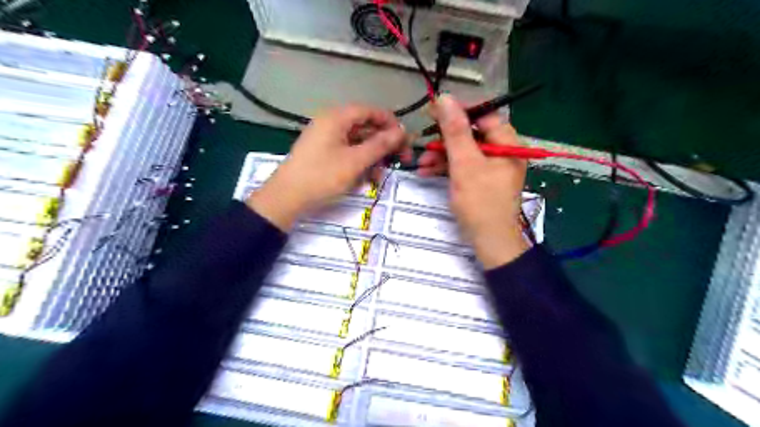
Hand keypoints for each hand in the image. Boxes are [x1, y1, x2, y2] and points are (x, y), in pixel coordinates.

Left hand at [246, 103, 405, 229]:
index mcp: (337, 117)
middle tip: (399, 161)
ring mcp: (326, 138)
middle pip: (366, 127)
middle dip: (383, 145)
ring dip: (372, 158)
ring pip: (358, 142)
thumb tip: (402, 131)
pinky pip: (347, 152)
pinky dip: (359, 163)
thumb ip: (380, 145)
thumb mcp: (355, 161)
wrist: (286, 198)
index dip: (391, 124)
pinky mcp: (323, 152)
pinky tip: (364, 179)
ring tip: (379, 177)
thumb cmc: (322, 176)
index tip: (406, 142)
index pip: (371, 111)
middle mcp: (331, 122)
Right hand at [415, 94, 529, 267]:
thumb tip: (445, 98)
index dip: (459, 111)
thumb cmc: (480, 202)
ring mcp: (492, 167)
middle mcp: (502, 152)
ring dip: (441, 156)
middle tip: (424, 141)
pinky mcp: (482, 181)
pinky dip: (446, 168)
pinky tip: (426, 172)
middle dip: (444, 140)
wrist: (490, 242)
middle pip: (471, 134)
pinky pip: (463, 167)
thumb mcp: (465, 164)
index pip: (483, 115)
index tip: (434, 110)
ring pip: (464, 152)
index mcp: (507, 143)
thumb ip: (455, 131)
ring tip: (420, 163)